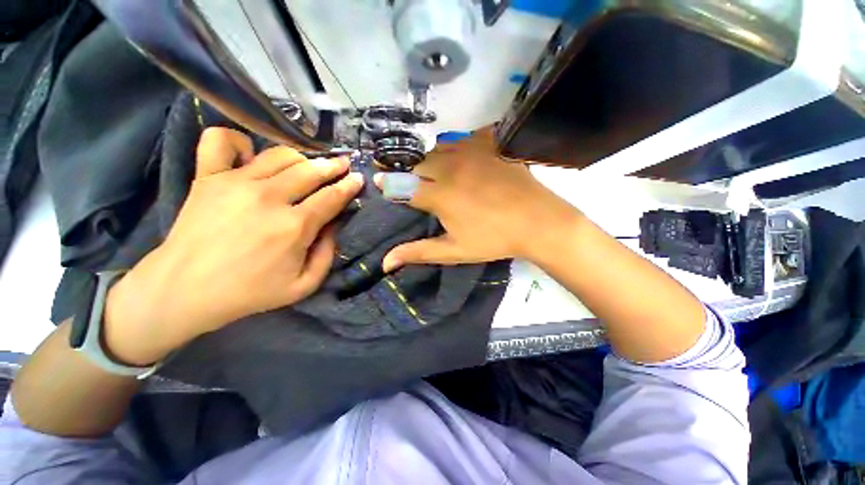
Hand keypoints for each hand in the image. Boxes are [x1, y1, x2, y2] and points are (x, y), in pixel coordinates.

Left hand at [103, 128, 363, 364]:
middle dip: (333, 166)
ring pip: (280, 155)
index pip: (332, 197)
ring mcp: (235, 182)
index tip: (358, 178)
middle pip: (311, 171)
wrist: (184, 290)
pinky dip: (239, 141)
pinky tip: (250, 155)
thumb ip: (328, 254)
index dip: (349, 186)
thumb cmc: (250, 292)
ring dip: (302, 157)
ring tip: (309, 164)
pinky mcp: (208, 177)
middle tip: (343, 164)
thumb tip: (333, 225)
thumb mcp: (304, 286)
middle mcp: (269, 198)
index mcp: (294, 226)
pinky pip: (222, 141)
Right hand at [376, 129, 580, 271]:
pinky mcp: (491, 142)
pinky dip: (457, 147)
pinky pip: (464, 137)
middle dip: (413, 174)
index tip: (382, 184)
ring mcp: (472, 151)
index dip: (390, 186)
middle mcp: (450, 167)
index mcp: (439, 195)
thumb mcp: (454, 251)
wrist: (538, 222)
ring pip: (438, 148)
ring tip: (440, 174)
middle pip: (419, 163)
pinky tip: (465, 160)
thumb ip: (418, 252)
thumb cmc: (494, 240)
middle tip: (421, 185)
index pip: (402, 186)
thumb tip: (384, 262)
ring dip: (433, 160)